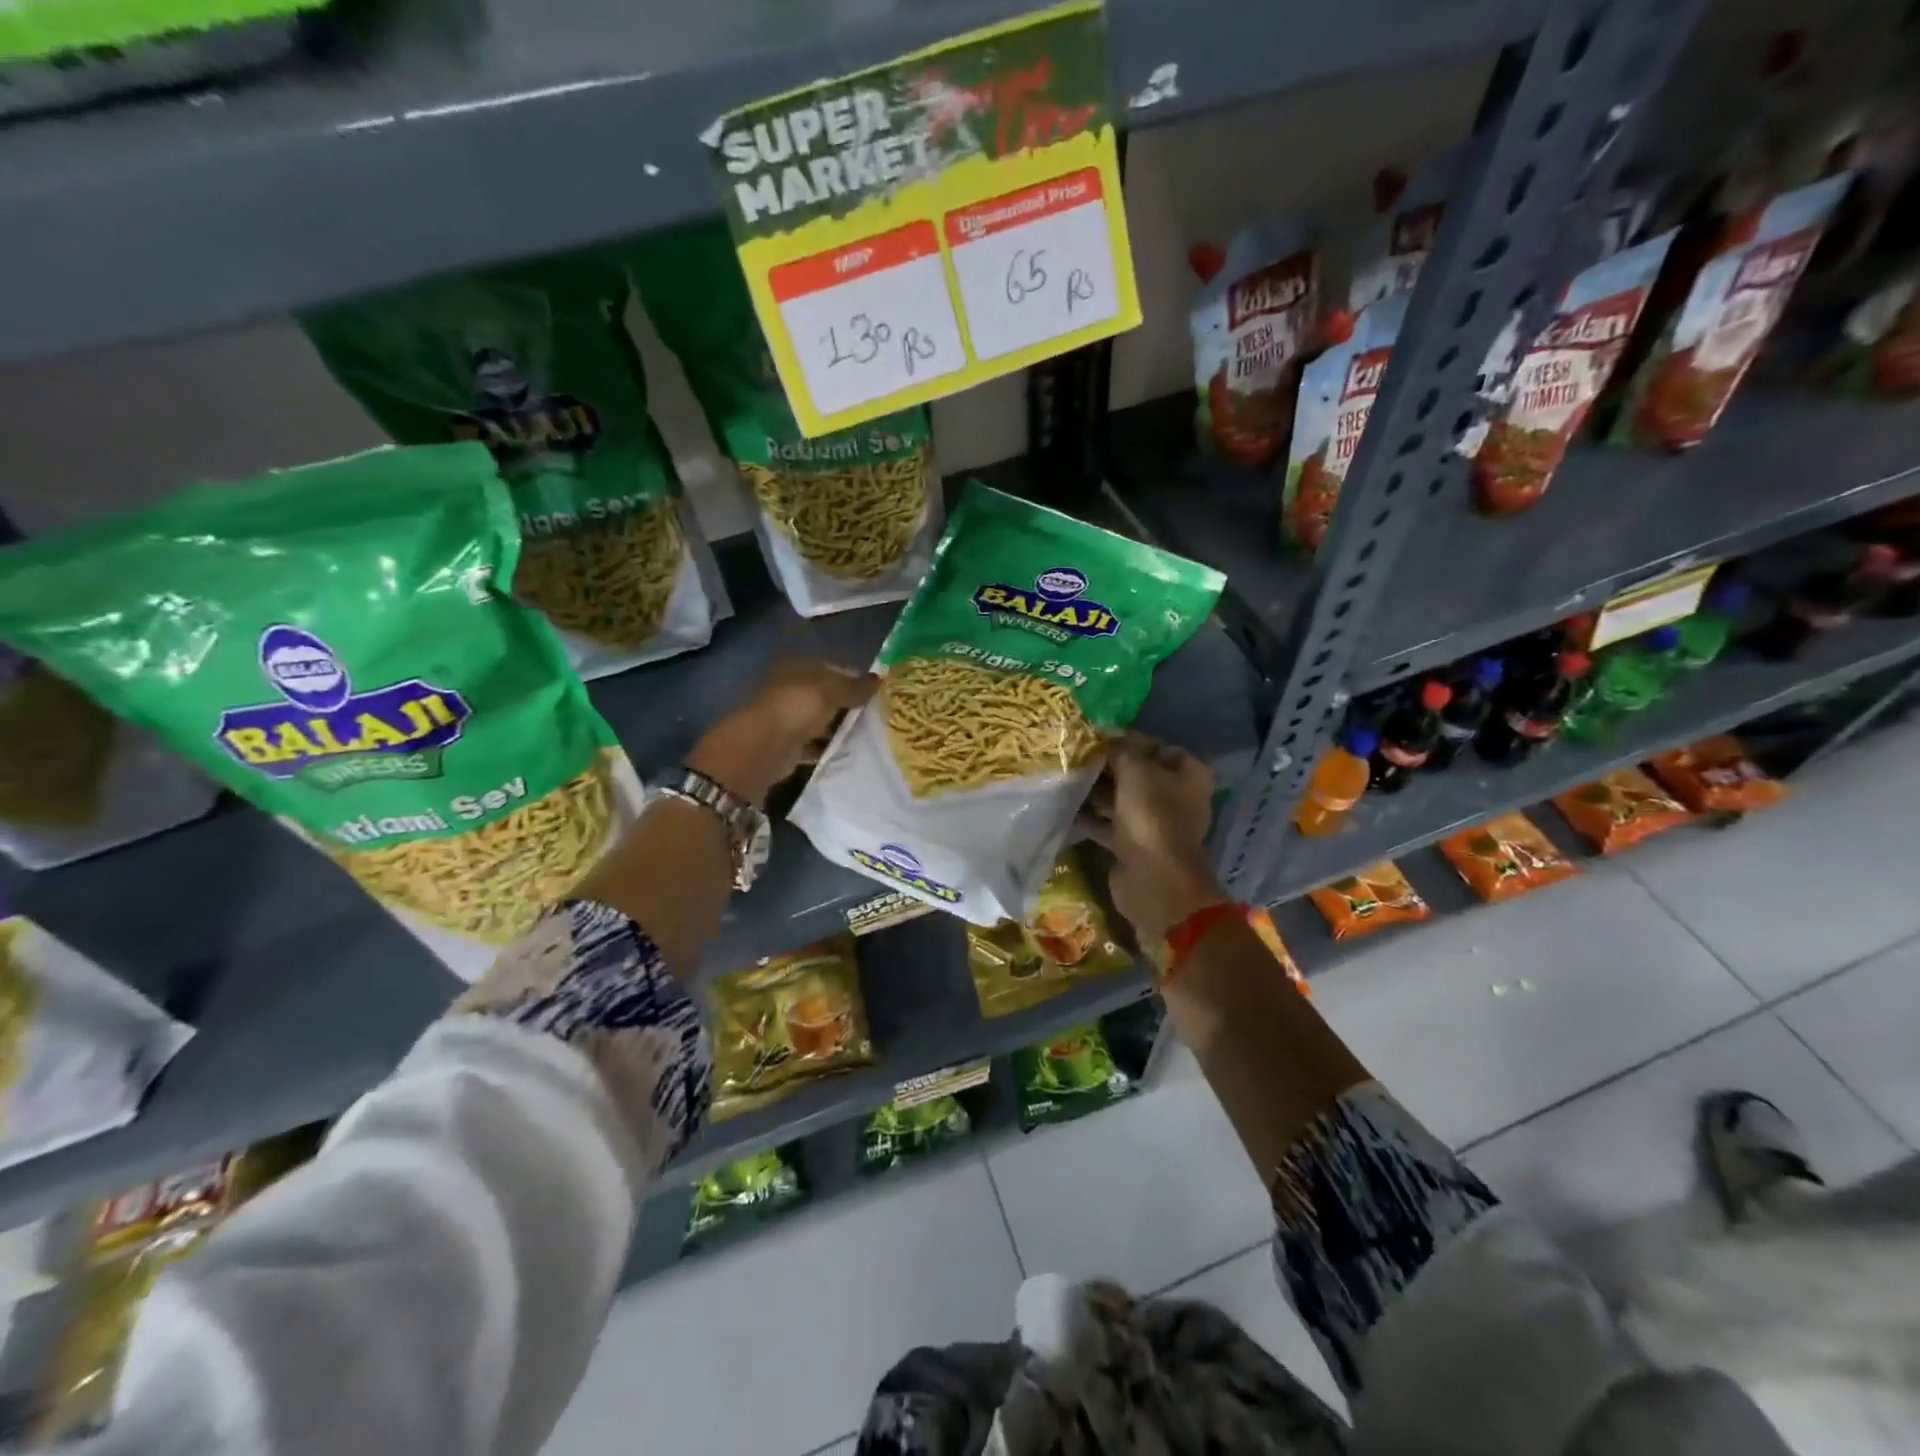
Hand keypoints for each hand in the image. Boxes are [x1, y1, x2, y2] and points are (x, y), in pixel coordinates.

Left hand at [688, 658, 875, 806]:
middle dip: (851, 706)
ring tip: (870, 736)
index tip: (879, 694)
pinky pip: (816, 744)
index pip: (833, 669)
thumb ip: (855, 686)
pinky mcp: (789, 745)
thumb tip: (880, 680)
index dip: (856, 679)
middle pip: (828, 696)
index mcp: (797, 668)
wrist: (762, 749)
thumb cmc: (795, 708)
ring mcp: (788, 718)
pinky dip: (829, 748)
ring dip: (841, 728)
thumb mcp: (830, 691)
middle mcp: (791, 690)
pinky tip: (850, 753)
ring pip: (822, 721)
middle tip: (879, 717)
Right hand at [1079, 733, 1225, 946]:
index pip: (1157, 747)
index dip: (1130, 741)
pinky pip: (1111, 825)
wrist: (1153, 880)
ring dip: (1098, 792)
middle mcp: (1176, 797)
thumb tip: (1107, 739)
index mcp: (1188, 774)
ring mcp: (1155, 824)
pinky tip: (1067, 808)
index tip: (1098, 738)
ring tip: (1068, 780)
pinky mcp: (1135, 846)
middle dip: (1110, 767)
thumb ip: (1120, 751)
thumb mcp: (1135, 771)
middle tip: (1077, 758)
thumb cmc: (1151, 816)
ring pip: (1122, 800)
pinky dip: (1092, 818)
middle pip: (1139, 774)